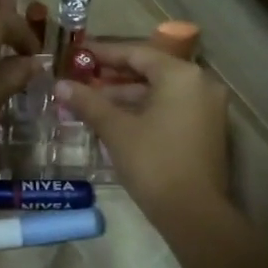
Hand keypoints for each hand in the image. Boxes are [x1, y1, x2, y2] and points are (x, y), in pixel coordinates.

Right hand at [53, 43, 230, 229]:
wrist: (194, 213)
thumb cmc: (154, 163)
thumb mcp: (116, 130)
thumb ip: (89, 103)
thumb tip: (60, 85)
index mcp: (181, 75)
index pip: (137, 53)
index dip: (104, 54)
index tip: (77, 54)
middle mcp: (200, 83)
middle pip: (150, 71)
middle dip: (112, 77)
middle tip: (80, 80)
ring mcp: (207, 107)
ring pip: (159, 92)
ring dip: (125, 96)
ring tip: (89, 103)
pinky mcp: (206, 129)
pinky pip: (170, 107)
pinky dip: (143, 110)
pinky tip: (113, 120)